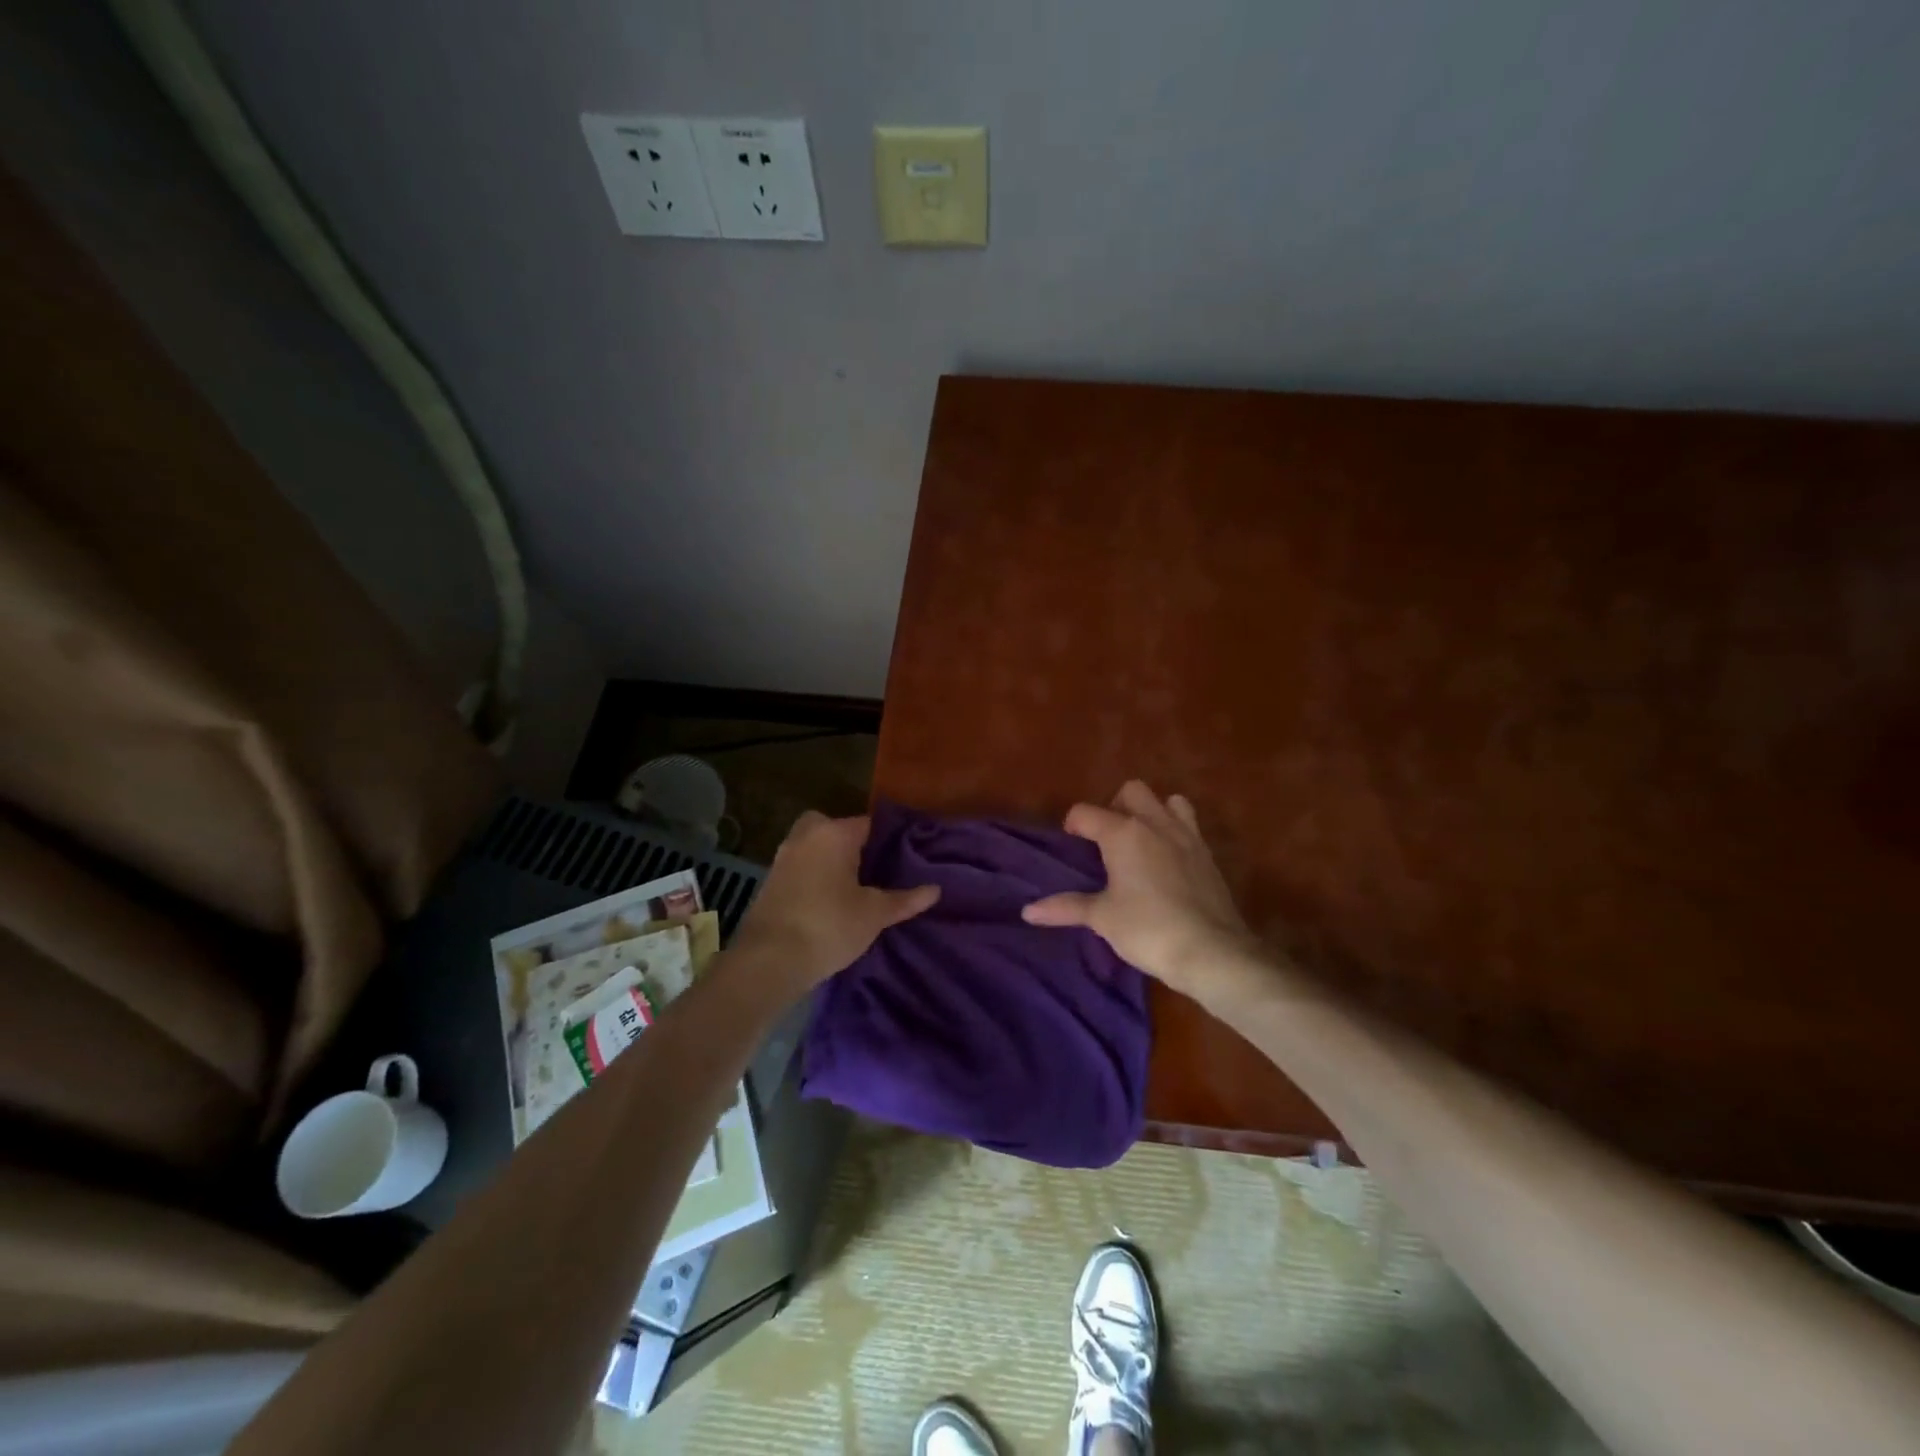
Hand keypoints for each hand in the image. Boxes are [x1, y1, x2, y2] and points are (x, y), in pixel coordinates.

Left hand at [731, 812, 939, 996]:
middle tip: (871, 868)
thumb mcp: (874, 914)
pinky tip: (827, 900)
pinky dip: (812, 875)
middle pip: (834, 826)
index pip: (868, 823)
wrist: (769, 960)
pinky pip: (799, 866)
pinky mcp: (770, 880)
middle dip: (850, 842)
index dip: (887, 838)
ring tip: (852, 886)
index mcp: (834, 833)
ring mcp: (783, 856)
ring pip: (813, 845)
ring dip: (828, 858)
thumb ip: (904, 900)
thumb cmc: (829, 926)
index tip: (903, 855)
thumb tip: (935, 890)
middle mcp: (806, 836)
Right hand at [1023, 781, 1258, 1005]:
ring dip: (1152, 811)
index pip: (1086, 812)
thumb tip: (1028, 911)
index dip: (1073, 824)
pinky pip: (1189, 826)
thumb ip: (1066, 907)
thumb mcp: (1102, 918)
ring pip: (1168, 801)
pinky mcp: (1207, 854)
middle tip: (1107, 839)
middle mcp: (1155, 824)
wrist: (1211, 951)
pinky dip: (1175, 832)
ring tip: (1141, 841)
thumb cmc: (1148, 929)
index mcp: (1123, 833)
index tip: (1071, 843)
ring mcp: (1187, 836)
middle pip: (1131, 791)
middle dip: (1115, 806)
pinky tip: (1168, 862)